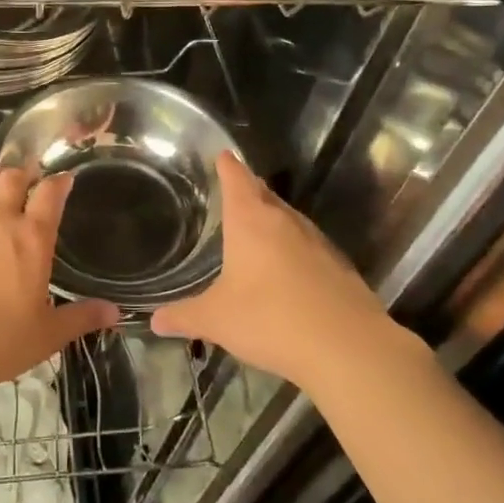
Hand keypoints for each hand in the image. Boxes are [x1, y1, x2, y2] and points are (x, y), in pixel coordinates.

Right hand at [150, 152, 408, 397]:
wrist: (348, 348)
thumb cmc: (271, 320)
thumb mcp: (217, 320)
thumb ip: (184, 317)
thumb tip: (155, 320)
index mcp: (251, 221)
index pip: (237, 179)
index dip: (228, 166)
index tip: (223, 154)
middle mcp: (285, 222)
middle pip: (265, 194)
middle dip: (249, 189)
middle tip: (235, 188)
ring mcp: (317, 243)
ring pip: (289, 219)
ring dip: (273, 219)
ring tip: (258, 227)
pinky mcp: (339, 267)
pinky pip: (309, 246)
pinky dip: (294, 248)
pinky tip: (289, 269)